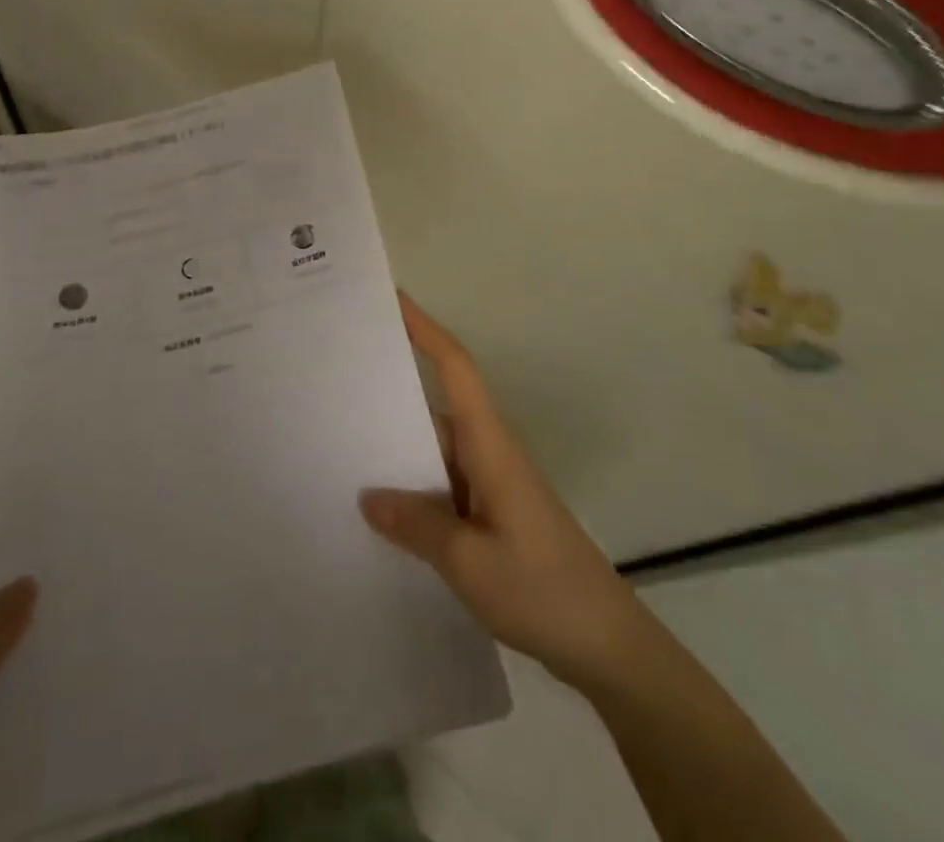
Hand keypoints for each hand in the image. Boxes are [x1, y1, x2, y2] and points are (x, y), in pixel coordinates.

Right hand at [360, 294, 650, 692]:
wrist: (606, 645)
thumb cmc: (541, 589)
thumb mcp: (469, 562)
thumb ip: (416, 525)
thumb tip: (368, 496)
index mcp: (490, 445)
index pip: (456, 368)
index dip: (426, 329)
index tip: (395, 299)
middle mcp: (489, 453)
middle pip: (436, 407)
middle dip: (392, 392)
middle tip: (337, 384)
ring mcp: (491, 484)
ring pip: (436, 451)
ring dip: (398, 451)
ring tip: (340, 452)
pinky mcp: (491, 514)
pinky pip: (443, 486)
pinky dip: (413, 490)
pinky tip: (380, 515)